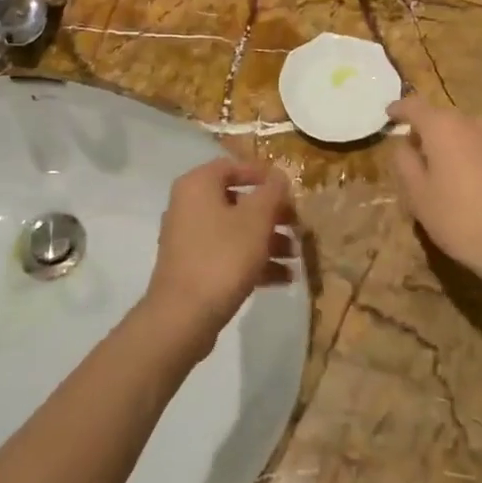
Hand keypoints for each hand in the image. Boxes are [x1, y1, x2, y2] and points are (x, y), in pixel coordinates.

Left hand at [142, 157, 297, 355]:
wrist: (183, 316)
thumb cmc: (222, 256)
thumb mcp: (256, 220)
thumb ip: (271, 193)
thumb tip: (279, 176)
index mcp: (198, 185)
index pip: (232, 166)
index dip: (262, 175)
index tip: (288, 189)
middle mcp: (189, 206)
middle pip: (237, 201)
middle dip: (271, 214)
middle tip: (298, 225)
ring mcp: (189, 239)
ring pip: (235, 231)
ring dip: (268, 240)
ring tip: (297, 255)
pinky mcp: (194, 268)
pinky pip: (228, 255)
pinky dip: (254, 261)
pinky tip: (284, 278)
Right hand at [388, 95, 481, 292]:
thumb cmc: (460, 218)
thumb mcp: (418, 195)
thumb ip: (405, 163)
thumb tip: (404, 144)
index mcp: (443, 127)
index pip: (414, 106)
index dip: (399, 109)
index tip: (388, 115)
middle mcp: (471, 122)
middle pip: (440, 117)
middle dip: (423, 130)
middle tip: (410, 153)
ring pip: (461, 132)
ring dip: (446, 144)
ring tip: (436, 170)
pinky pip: (478, 146)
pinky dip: (465, 154)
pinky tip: (462, 181)